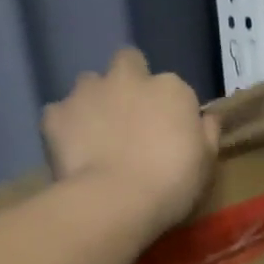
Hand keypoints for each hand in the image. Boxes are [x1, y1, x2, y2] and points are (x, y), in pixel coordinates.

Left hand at [41, 49, 218, 235]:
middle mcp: (128, 78)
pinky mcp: (56, 113)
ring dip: (95, 102)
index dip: (169, 108)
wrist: (116, 201)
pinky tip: (74, 153)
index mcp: (171, 89)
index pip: (173, 87)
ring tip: (98, 137)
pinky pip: (60, 114)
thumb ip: (207, 134)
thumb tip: (207, 118)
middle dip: (129, 82)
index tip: (169, 133)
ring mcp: (87, 91)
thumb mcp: (206, 164)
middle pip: (128, 63)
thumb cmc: (172, 184)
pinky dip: (66, 128)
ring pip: (90, 84)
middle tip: (131, 119)